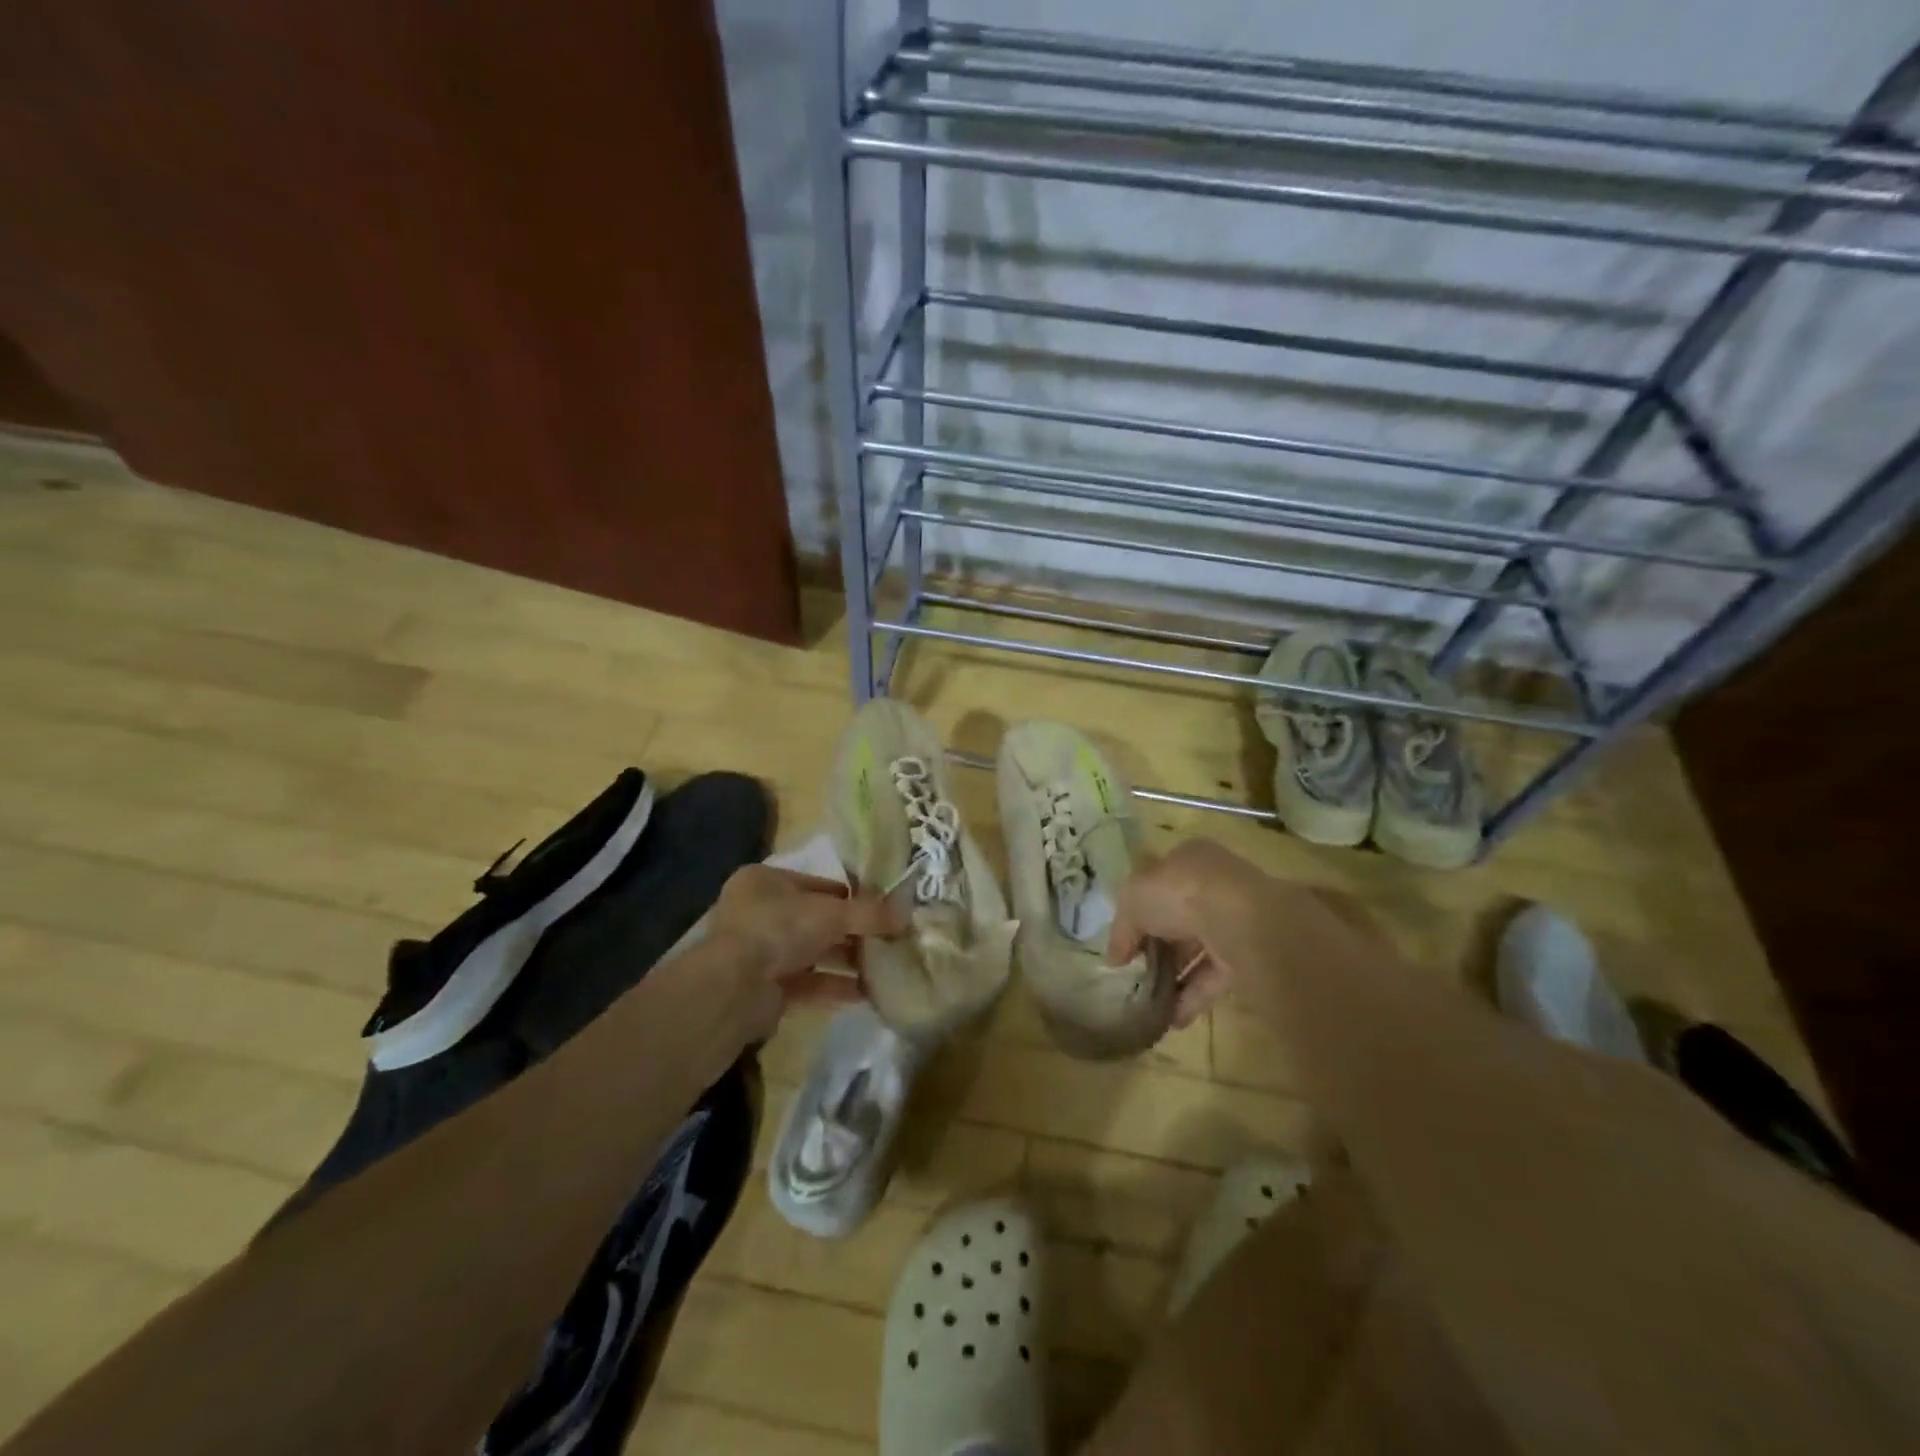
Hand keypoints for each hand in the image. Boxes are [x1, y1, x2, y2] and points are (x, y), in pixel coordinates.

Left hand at [707, 865, 903, 1039]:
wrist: (733, 989)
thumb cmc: (779, 929)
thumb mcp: (831, 913)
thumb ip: (869, 914)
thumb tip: (906, 915)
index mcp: (765, 882)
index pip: (817, 884)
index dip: (851, 895)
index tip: (883, 908)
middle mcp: (759, 914)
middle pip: (816, 921)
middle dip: (853, 932)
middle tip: (889, 940)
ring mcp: (760, 953)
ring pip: (813, 953)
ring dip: (847, 961)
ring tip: (885, 967)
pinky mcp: (765, 989)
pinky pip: (808, 984)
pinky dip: (835, 987)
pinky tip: (867, 993)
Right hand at [1105, 838, 1271, 1028]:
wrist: (1240, 920)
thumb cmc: (1179, 893)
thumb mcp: (1133, 901)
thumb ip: (1122, 929)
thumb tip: (1114, 957)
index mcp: (1188, 860)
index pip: (1159, 884)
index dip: (1139, 912)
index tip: (1125, 942)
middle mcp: (1215, 885)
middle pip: (1179, 919)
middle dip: (1158, 948)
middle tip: (1136, 974)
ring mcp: (1235, 920)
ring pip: (1199, 950)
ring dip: (1175, 977)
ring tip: (1150, 1005)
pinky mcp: (1251, 954)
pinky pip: (1216, 976)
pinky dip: (1194, 997)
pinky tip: (1172, 1019)